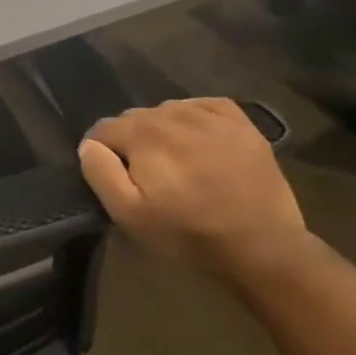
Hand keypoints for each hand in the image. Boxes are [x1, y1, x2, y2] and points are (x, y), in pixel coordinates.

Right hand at [77, 98, 304, 276]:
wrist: (265, 248)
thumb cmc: (189, 234)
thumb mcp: (129, 215)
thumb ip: (100, 172)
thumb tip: (90, 145)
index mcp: (142, 133)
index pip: (103, 130)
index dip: (103, 155)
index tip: (118, 180)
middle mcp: (171, 113)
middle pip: (134, 119)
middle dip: (134, 143)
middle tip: (150, 178)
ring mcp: (209, 115)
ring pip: (166, 111)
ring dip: (163, 132)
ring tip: (178, 164)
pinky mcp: (240, 122)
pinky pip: (202, 106)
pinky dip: (194, 119)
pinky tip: (201, 143)